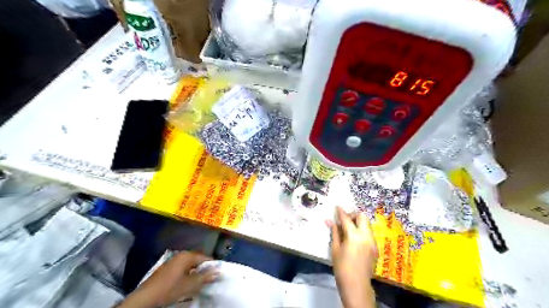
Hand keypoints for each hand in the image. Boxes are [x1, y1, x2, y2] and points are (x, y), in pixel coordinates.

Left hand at [119, 250, 216, 307]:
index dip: (212, 266)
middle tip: (209, 281)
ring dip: (196, 274)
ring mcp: (173, 261)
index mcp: (187, 256)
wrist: (144, 299)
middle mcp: (181, 255)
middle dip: (204, 271)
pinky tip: (188, 285)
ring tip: (199, 284)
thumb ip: (205, 277)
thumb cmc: (169, 289)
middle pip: (197, 261)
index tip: (218, 275)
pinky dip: (188, 276)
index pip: (205, 258)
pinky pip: (183, 269)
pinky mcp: (167, 269)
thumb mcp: (189, 285)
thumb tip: (219, 272)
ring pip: (190, 266)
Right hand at [327, 207, 374, 307]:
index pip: (347, 219)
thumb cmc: (341, 267)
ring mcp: (372, 241)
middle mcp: (366, 236)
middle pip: (362, 216)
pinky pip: (369, 233)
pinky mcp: (375, 247)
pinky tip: (354, 238)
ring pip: (367, 224)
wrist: (356, 286)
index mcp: (354, 236)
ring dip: (358, 222)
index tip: (337, 207)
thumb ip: (334, 232)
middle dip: (353, 215)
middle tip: (344, 220)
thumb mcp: (335, 248)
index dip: (341, 212)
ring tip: (348, 229)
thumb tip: (329, 221)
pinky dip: (361, 230)